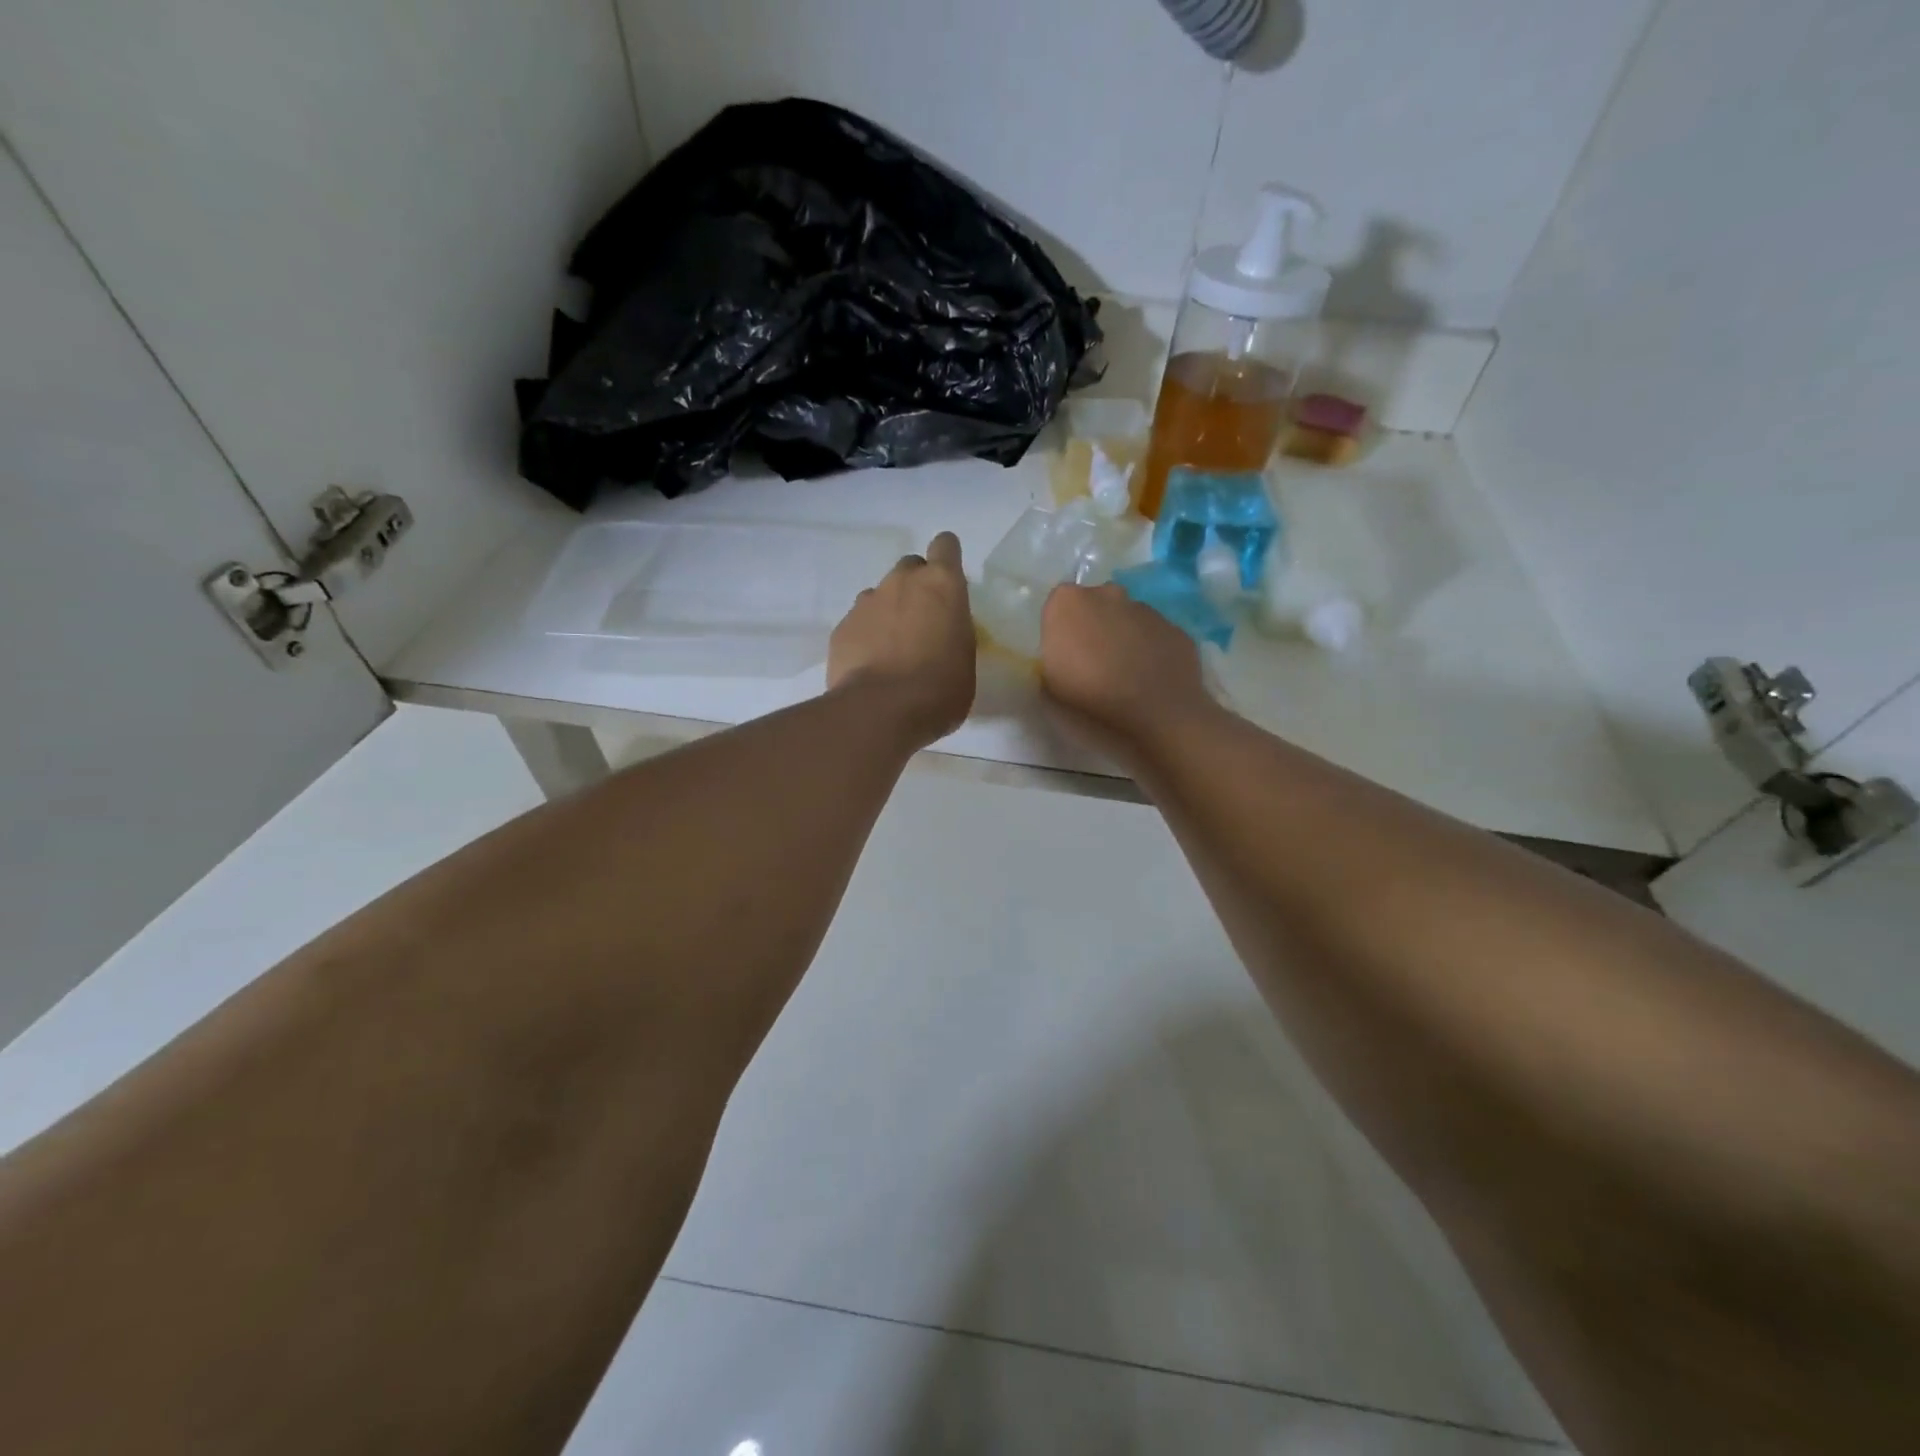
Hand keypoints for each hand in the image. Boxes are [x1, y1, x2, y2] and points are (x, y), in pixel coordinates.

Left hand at [828, 532, 975, 748]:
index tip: (948, 584)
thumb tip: (941, 635)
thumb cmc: (939, 690)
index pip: (945, 545)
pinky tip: (870, 667)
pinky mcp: (842, 627)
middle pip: (910, 567)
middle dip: (916, 588)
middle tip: (922, 623)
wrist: (880, 710)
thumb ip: (953, 635)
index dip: (946, 559)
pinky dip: (865, 637)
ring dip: (888, 613)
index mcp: (942, 585)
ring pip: (880, 595)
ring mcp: (866, 602)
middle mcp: (902, 582)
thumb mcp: (965, 662)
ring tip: (892, 651)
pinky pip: (858, 623)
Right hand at [1040, 583, 1211, 759]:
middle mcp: (1107, 594)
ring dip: (1123, 638)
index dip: (1060, 630)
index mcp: (1068, 603)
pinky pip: (1155, 636)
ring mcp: (1146, 609)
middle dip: (1093, 626)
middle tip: (1092, 664)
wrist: (1156, 717)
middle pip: (1094, 605)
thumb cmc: (1090, 701)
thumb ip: (1051, 660)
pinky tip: (1150, 680)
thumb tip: (1064, 656)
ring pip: (1127, 618)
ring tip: (1125, 676)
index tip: (1064, 656)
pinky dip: (1151, 651)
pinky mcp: (1176, 629)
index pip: (1057, 605)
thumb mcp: (1048, 686)